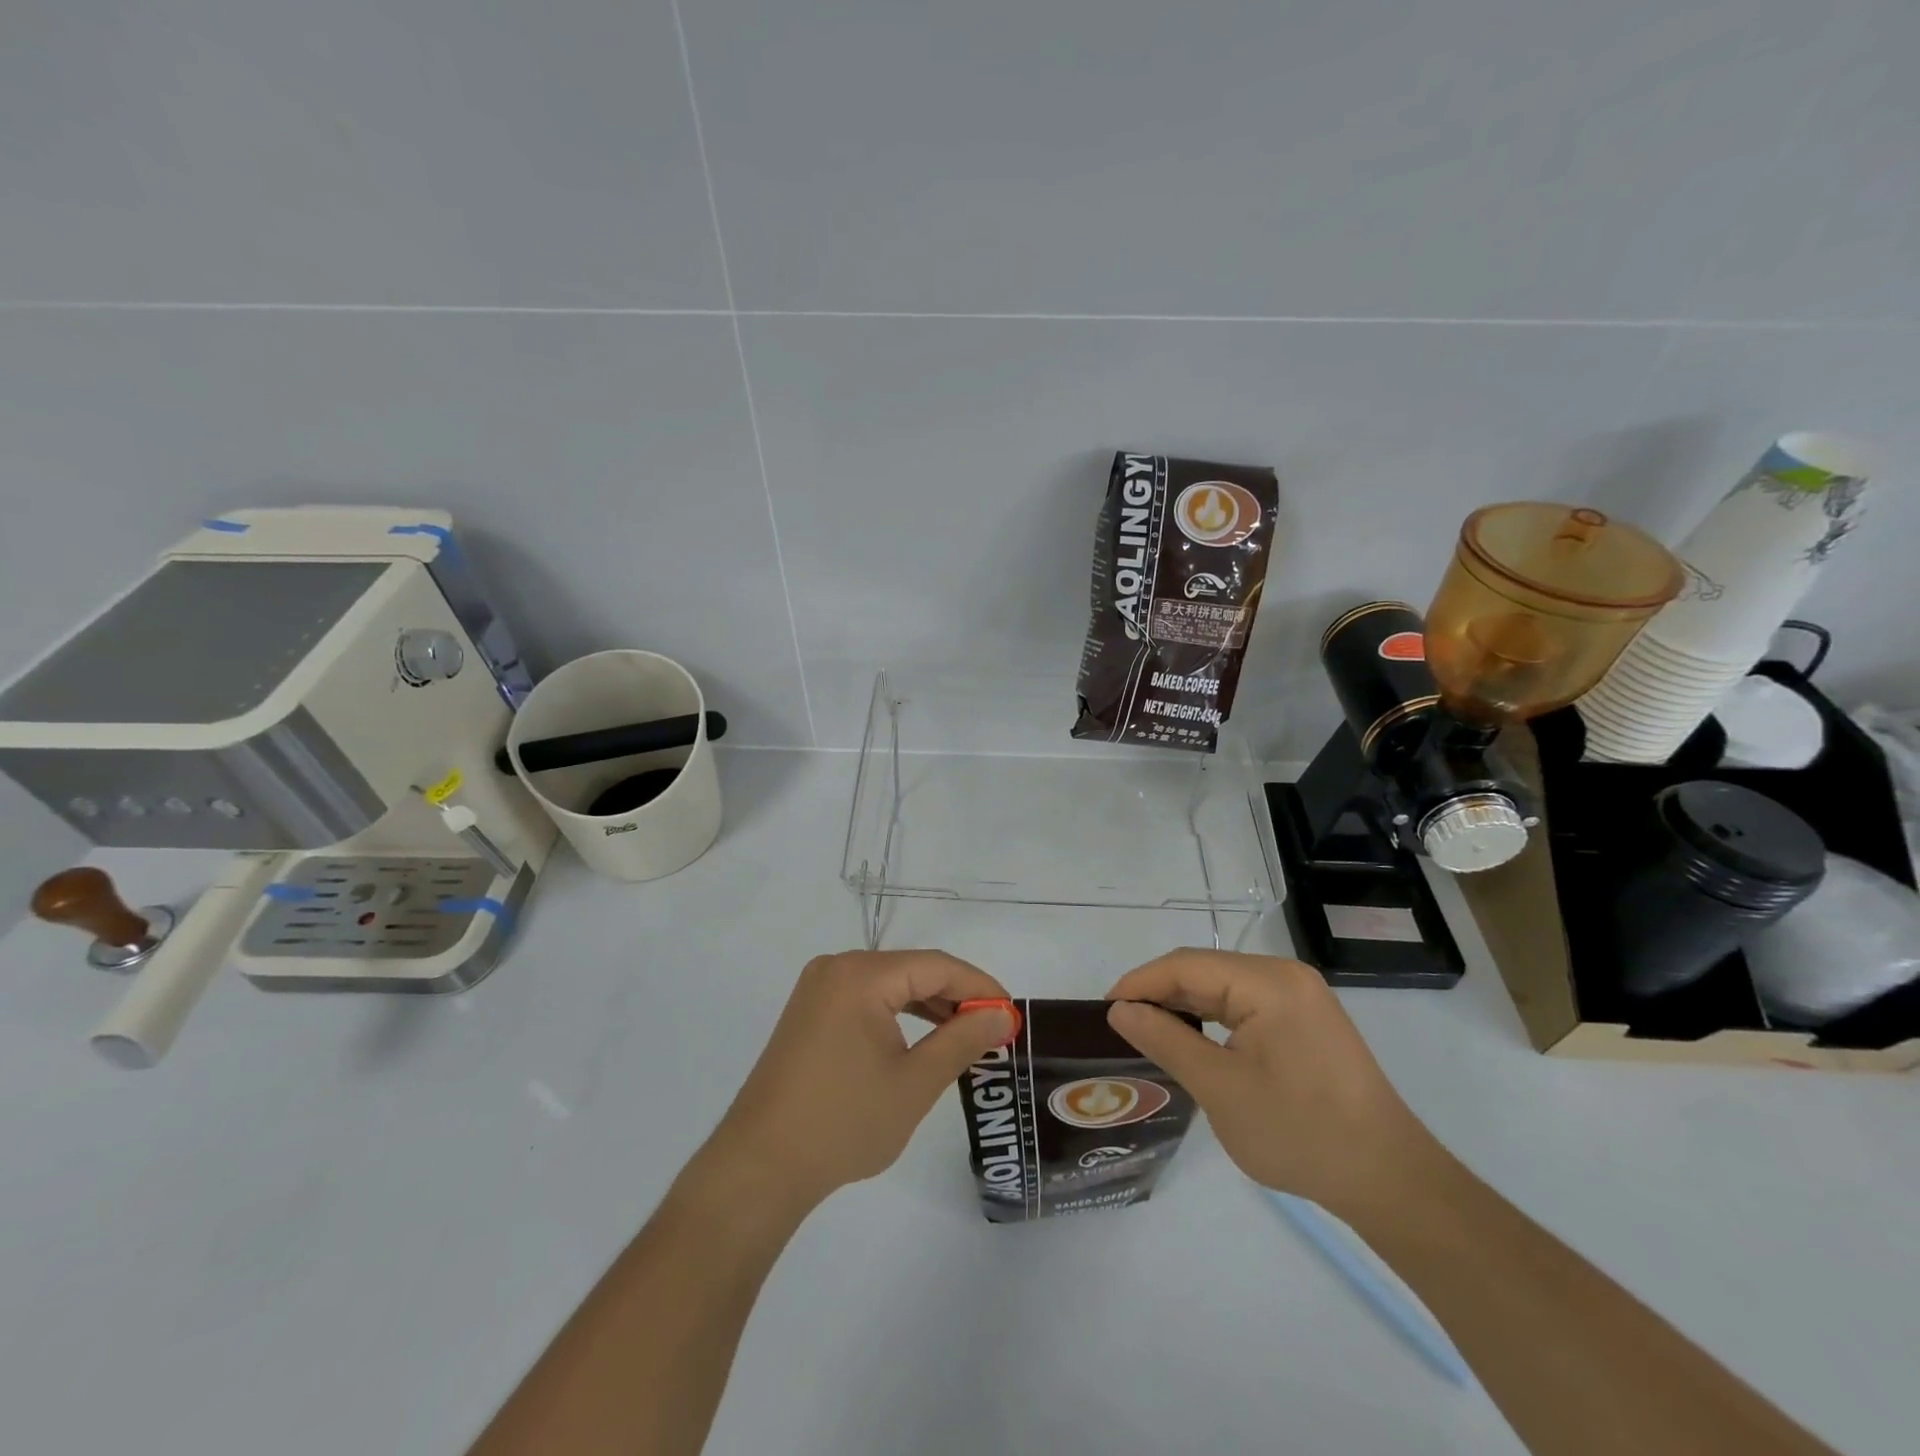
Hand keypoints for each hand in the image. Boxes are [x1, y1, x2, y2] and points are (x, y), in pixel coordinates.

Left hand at [707, 951, 1015, 1210]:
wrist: (759, 1168)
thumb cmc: (843, 1123)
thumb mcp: (915, 1082)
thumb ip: (963, 1041)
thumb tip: (1002, 1014)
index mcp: (860, 975)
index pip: (936, 966)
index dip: (980, 986)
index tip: (1012, 1014)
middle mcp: (837, 968)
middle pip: (912, 970)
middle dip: (956, 997)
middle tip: (994, 1029)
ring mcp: (818, 990)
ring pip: (890, 985)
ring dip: (929, 1006)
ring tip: (966, 1036)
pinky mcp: (810, 1013)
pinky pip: (867, 1000)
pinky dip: (898, 1015)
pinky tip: (921, 1039)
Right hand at [1105, 950, 1441, 1216]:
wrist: (1389, 1181)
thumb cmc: (1300, 1132)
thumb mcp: (1220, 1088)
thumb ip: (1166, 1040)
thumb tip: (1119, 1009)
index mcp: (1268, 982)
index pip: (1186, 965)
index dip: (1140, 983)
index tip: (1104, 1010)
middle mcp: (1284, 976)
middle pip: (1205, 970)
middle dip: (1160, 993)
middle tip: (1121, 1025)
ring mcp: (1300, 997)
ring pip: (1223, 988)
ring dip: (1185, 1006)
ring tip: (1147, 1033)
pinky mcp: (1306, 1021)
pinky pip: (1245, 1005)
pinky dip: (1213, 1019)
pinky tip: (1193, 1041)